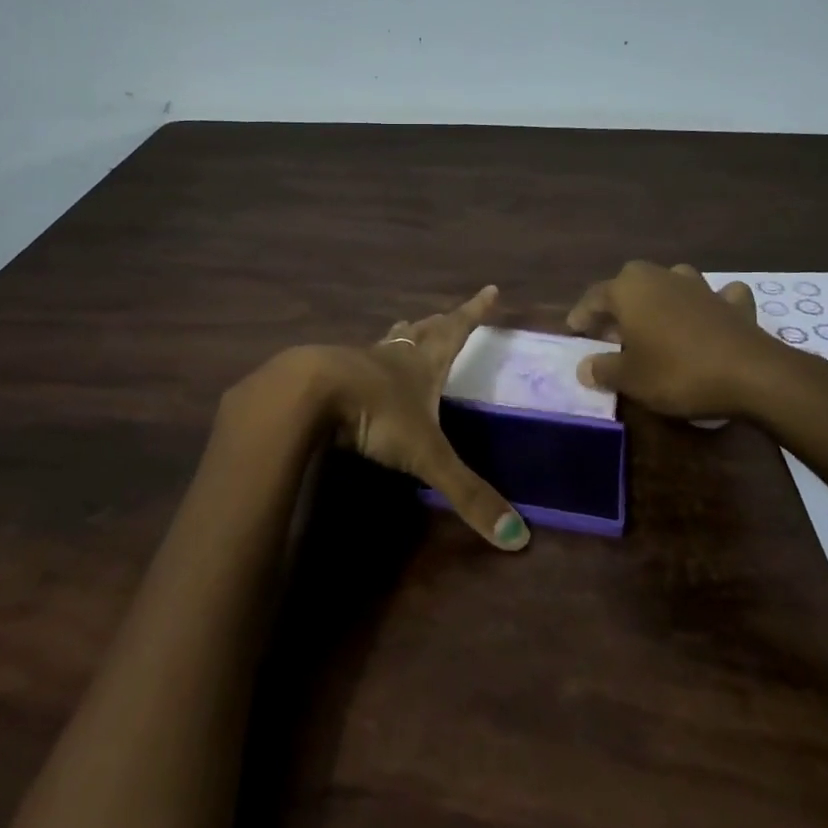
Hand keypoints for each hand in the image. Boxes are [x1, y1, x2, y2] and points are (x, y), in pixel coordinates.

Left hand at [237, 286, 529, 550]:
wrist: (309, 394)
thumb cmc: (377, 415)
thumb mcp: (427, 455)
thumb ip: (467, 494)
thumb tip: (519, 538)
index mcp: (423, 365)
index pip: (457, 330)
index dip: (475, 312)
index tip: (490, 289)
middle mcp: (394, 356)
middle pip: (421, 331)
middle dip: (437, 323)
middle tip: (444, 314)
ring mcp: (359, 361)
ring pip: (386, 341)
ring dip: (400, 335)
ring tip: (404, 326)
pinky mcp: (329, 374)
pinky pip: (354, 361)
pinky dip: (364, 360)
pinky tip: (357, 368)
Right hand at [565, 261, 806, 421]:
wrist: (750, 374)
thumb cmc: (677, 372)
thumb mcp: (630, 379)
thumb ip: (603, 369)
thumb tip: (584, 366)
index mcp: (629, 290)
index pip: (594, 298)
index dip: (581, 316)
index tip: (573, 333)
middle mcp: (661, 277)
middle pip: (630, 283)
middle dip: (619, 304)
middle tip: (612, 332)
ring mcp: (699, 286)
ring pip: (671, 282)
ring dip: (661, 297)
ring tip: (655, 322)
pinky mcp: (732, 302)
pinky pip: (717, 296)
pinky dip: (712, 303)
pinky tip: (712, 315)